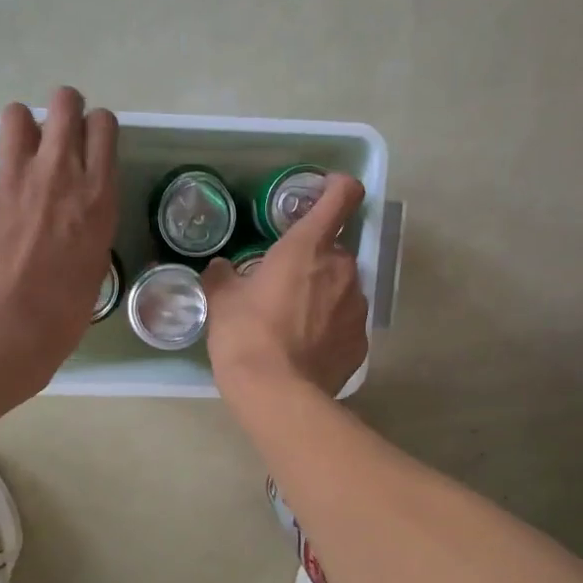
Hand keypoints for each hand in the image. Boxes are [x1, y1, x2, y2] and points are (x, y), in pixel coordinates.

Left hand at [0, 87, 118, 393]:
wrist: (6, 327)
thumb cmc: (64, 308)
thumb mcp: (96, 256)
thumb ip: (89, 215)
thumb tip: (72, 202)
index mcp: (96, 193)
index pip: (102, 125)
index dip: (95, 129)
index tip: (89, 145)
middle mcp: (56, 171)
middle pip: (64, 102)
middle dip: (63, 111)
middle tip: (57, 136)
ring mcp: (11, 176)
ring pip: (16, 115)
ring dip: (23, 131)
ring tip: (21, 160)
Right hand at [204, 172, 368, 401]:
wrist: (277, 394)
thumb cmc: (246, 336)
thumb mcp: (222, 301)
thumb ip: (223, 276)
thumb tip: (221, 268)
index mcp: (308, 246)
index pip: (342, 196)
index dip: (337, 187)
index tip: (325, 192)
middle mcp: (343, 269)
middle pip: (335, 250)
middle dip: (315, 260)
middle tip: (285, 283)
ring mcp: (357, 307)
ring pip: (343, 288)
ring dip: (324, 295)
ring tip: (294, 324)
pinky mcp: (361, 343)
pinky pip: (346, 325)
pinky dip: (330, 329)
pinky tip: (307, 350)